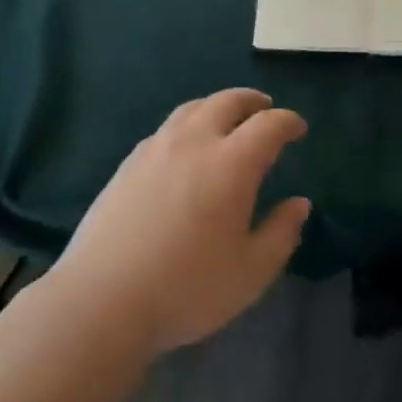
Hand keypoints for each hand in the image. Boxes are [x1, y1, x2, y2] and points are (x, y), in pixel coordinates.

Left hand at [46, 89, 310, 359]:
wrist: (102, 300)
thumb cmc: (187, 289)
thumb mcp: (251, 272)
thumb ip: (281, 233)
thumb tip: (299, 203)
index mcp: (231, 164)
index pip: (269, 125)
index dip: (288, 122)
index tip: (298, 129)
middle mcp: (195, 143)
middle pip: (227, 102)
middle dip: (252, 101)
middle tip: (265, 109)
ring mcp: (156, 149)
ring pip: (193, 108)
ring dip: (217, 105)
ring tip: (227, 118)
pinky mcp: (129, 163)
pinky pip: (167, 128)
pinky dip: (188, 124)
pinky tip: (185, 146)